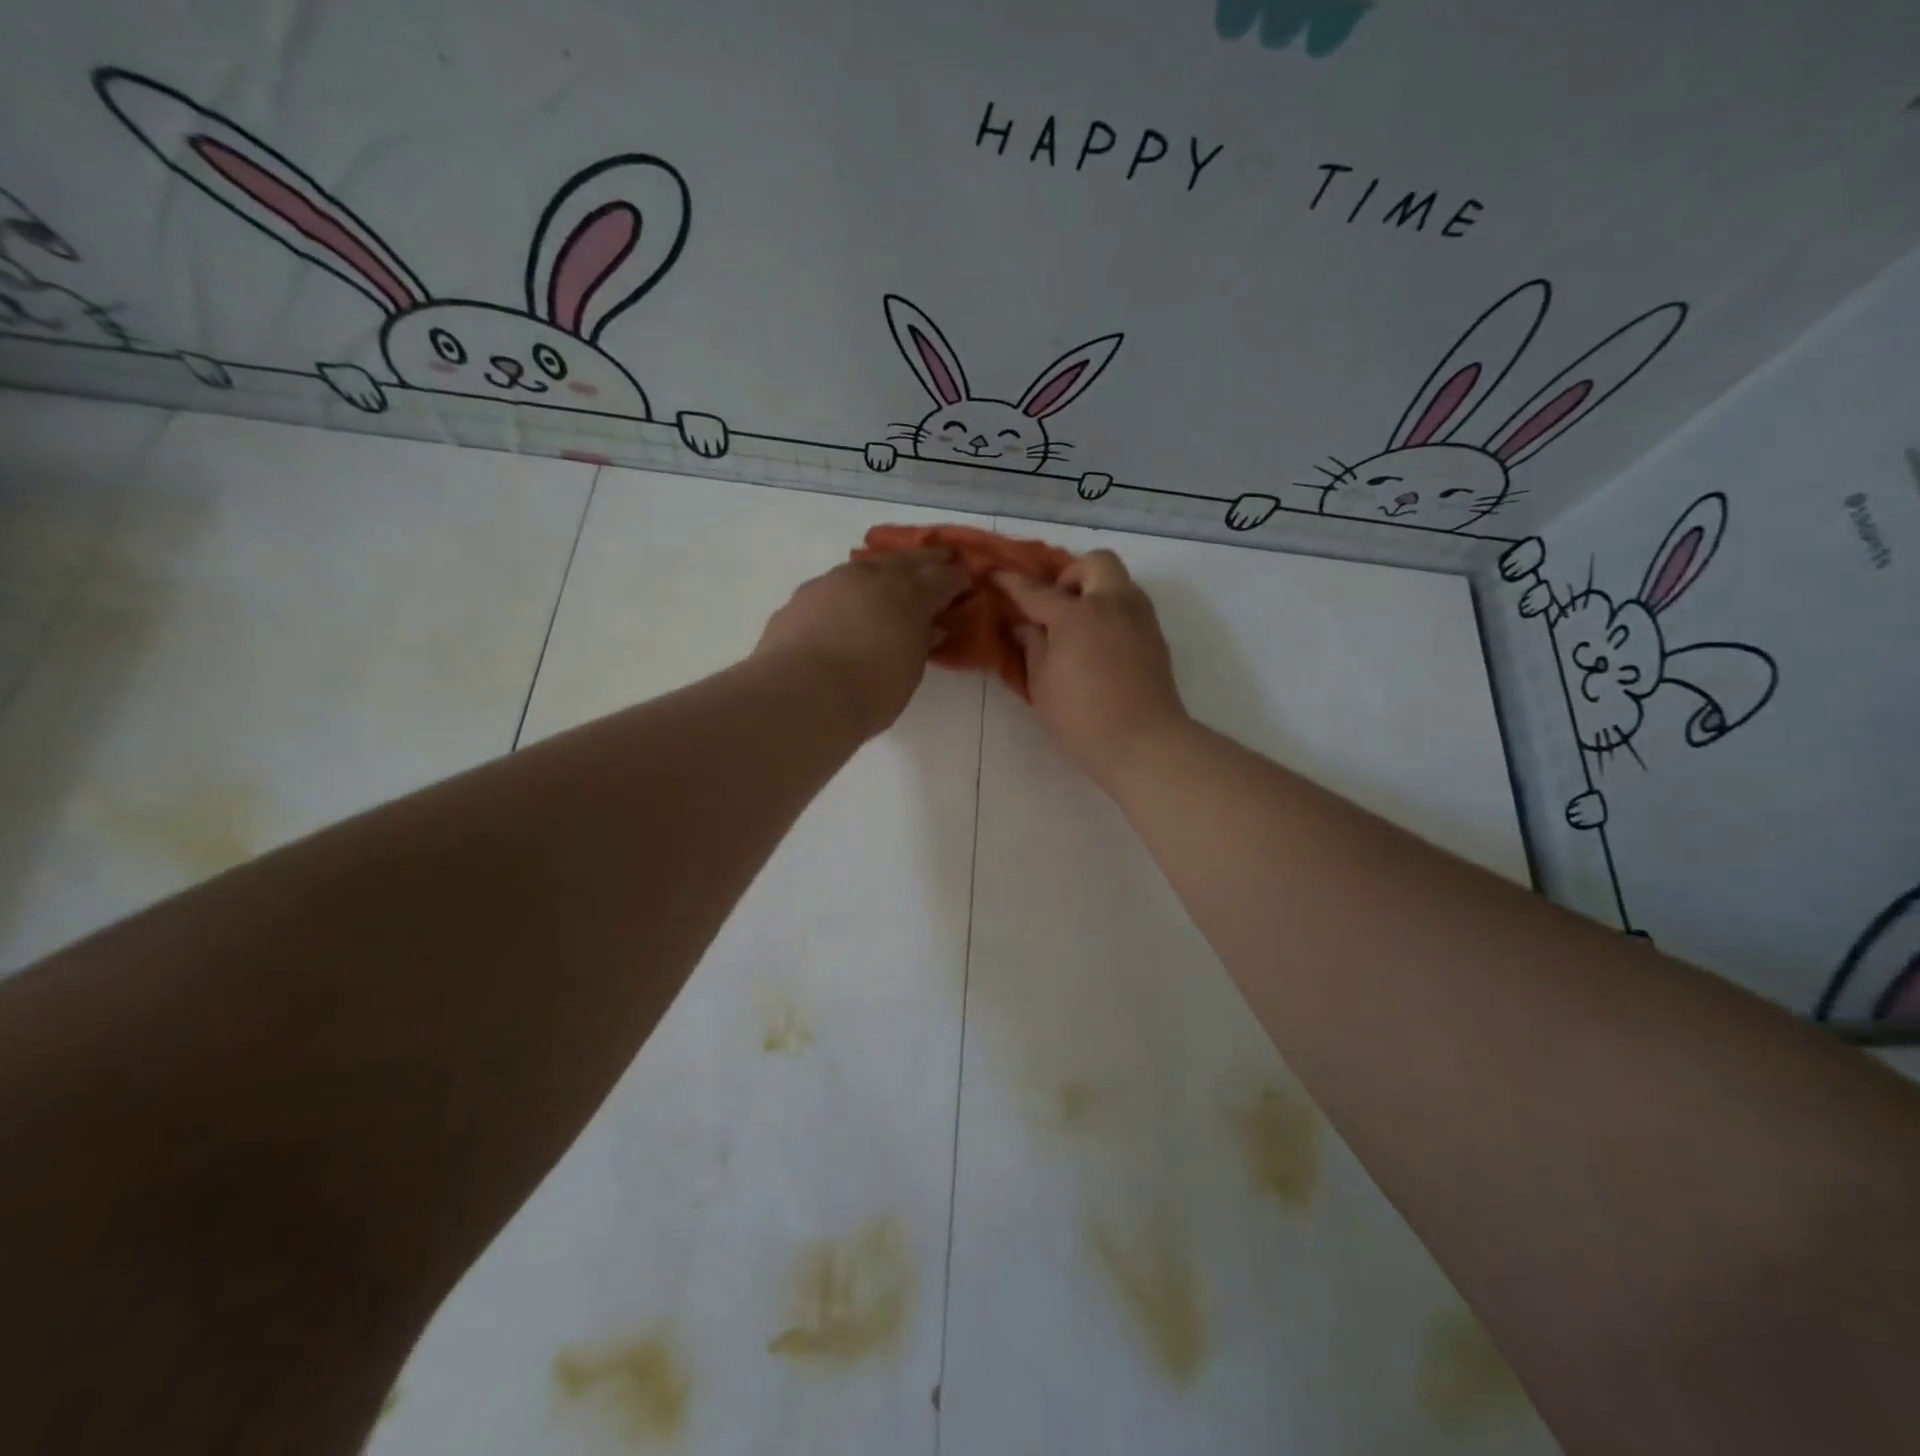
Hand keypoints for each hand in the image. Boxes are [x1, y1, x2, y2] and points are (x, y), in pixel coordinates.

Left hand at [755, 549, 967, 736]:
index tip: (965, 581)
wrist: (802, 694)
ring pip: (867, 566)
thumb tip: (929, 628)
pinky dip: (850, 590)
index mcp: (909, 594)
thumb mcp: (910, 671)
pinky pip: (835, 585)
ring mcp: (834, 581)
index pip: (943, 578)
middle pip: (906, 560)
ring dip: (885, 570)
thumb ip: (920, 642)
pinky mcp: (803, 596)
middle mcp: (873, 577)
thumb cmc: (870, 691)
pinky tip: (848, 603)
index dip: (956, 579)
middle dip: (927, 561)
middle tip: (940, 561)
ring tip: (892, 578)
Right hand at [995, 550, 1188, 790]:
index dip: (1011, 582)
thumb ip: (1033, 647)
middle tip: (1057, 607)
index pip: (1037, 591)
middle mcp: (1113, 604)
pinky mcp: (1156, 637)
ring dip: (1096, 592)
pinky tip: (1098, 645)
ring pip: (1119, 582)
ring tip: (1077, 628)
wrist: (1144, 742)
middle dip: (1072, 576)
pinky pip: (1130, 607)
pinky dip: (1111, 613)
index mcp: (1077, 615)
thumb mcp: (1041, 684)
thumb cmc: (1081, 718)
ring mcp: (1140, 618)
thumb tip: (1029, 626)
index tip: (995, 574)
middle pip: (1095, 562)